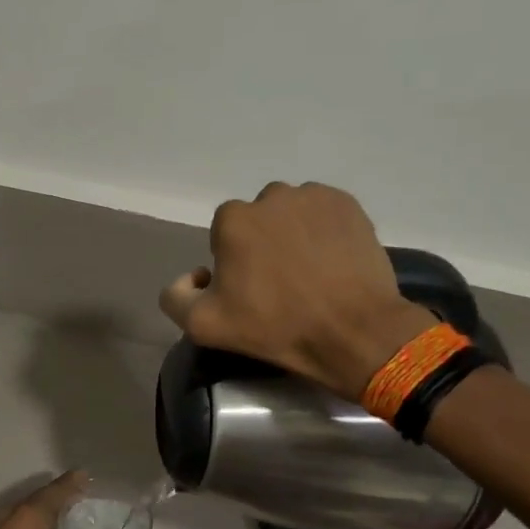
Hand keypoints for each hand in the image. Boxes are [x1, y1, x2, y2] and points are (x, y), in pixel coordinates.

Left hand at [0, 472, 116, 528]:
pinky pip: (16, 521)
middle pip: (41, 497)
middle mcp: (10, 513)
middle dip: (62, 496)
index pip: (56, 490)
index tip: (88, 476)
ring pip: (26, 510)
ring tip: (69, 518)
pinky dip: (33, 523)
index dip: (73, 482)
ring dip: (46, 511)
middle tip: (85, 499)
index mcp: (28, 516)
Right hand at [159, 182, 436, 402]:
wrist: (353, 331)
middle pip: (258, 219)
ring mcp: (313, 196)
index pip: (223, 235)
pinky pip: (324, 212)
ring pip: (291, 212)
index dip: (232, 263)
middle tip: (281, 282)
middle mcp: (271, 196)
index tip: (249, 289)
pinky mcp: (348, 204)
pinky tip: (331, 261)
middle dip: (262, 243)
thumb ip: (176, 297)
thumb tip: (193, 276)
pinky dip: (323, 230)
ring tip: (310, 271)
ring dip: (293, 233)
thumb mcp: (205, 326)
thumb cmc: (277, 327)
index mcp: (233, 220)